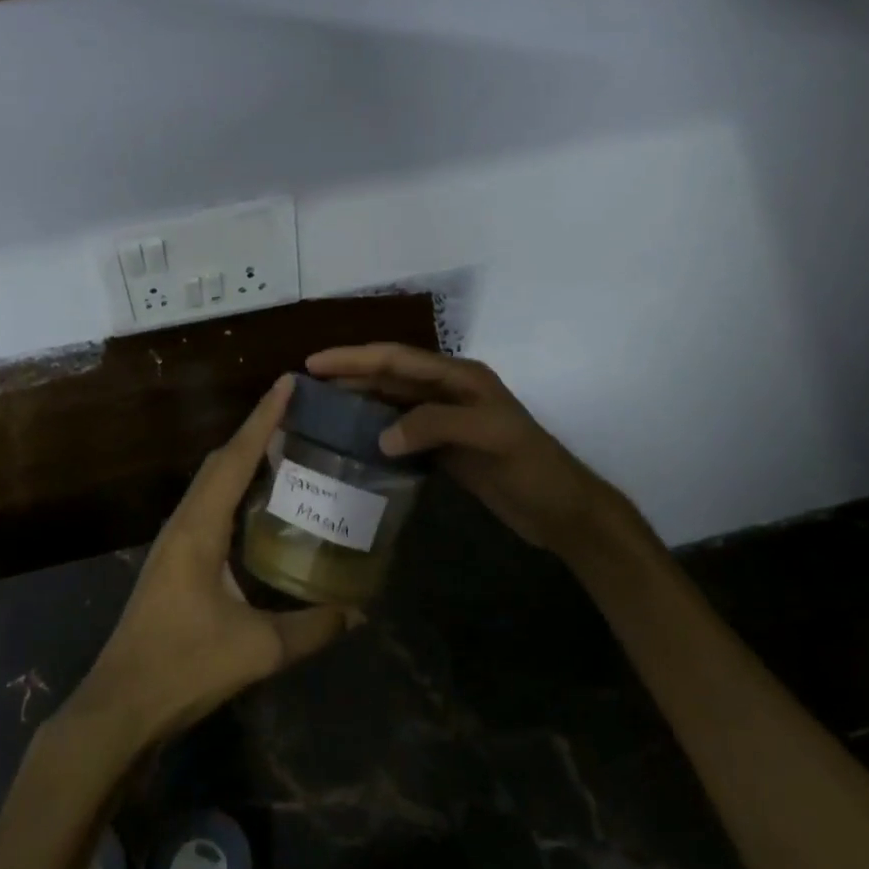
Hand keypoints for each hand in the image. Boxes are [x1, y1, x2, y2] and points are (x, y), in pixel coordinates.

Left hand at [65, 376, 357, 750]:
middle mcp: (183, 524)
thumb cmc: (183, 667)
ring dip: (244, 460)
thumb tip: (359, 612)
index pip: (235, 459)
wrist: (120, 706)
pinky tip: (259, 507)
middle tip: (297, 414)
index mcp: (199, 529)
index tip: (287, 383)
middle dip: (256, 432)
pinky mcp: (174, 562)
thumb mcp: (258, 649)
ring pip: (211, 484)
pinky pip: (208, 508)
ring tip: (285, 449)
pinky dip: (234, 491)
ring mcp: (174, 543)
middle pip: (221, 462)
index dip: (263, 419)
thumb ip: (313, 628)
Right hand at [306, 343, 655, 562]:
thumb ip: (435, 426)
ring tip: (320, 408)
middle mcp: (449, 391)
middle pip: (390, 376)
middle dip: (350, 375)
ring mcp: (446, 420)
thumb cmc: (532, 467)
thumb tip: (380, 436)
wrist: (561, 510)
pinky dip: (375, 431)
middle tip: (306, 384)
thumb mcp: (490, 437)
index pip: (398, 359)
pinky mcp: (445, 448)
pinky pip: (402, 431)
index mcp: (460, 377)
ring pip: (393, 402)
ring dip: (359, 401)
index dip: (356, 358)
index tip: (314, 363)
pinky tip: (353, 441)